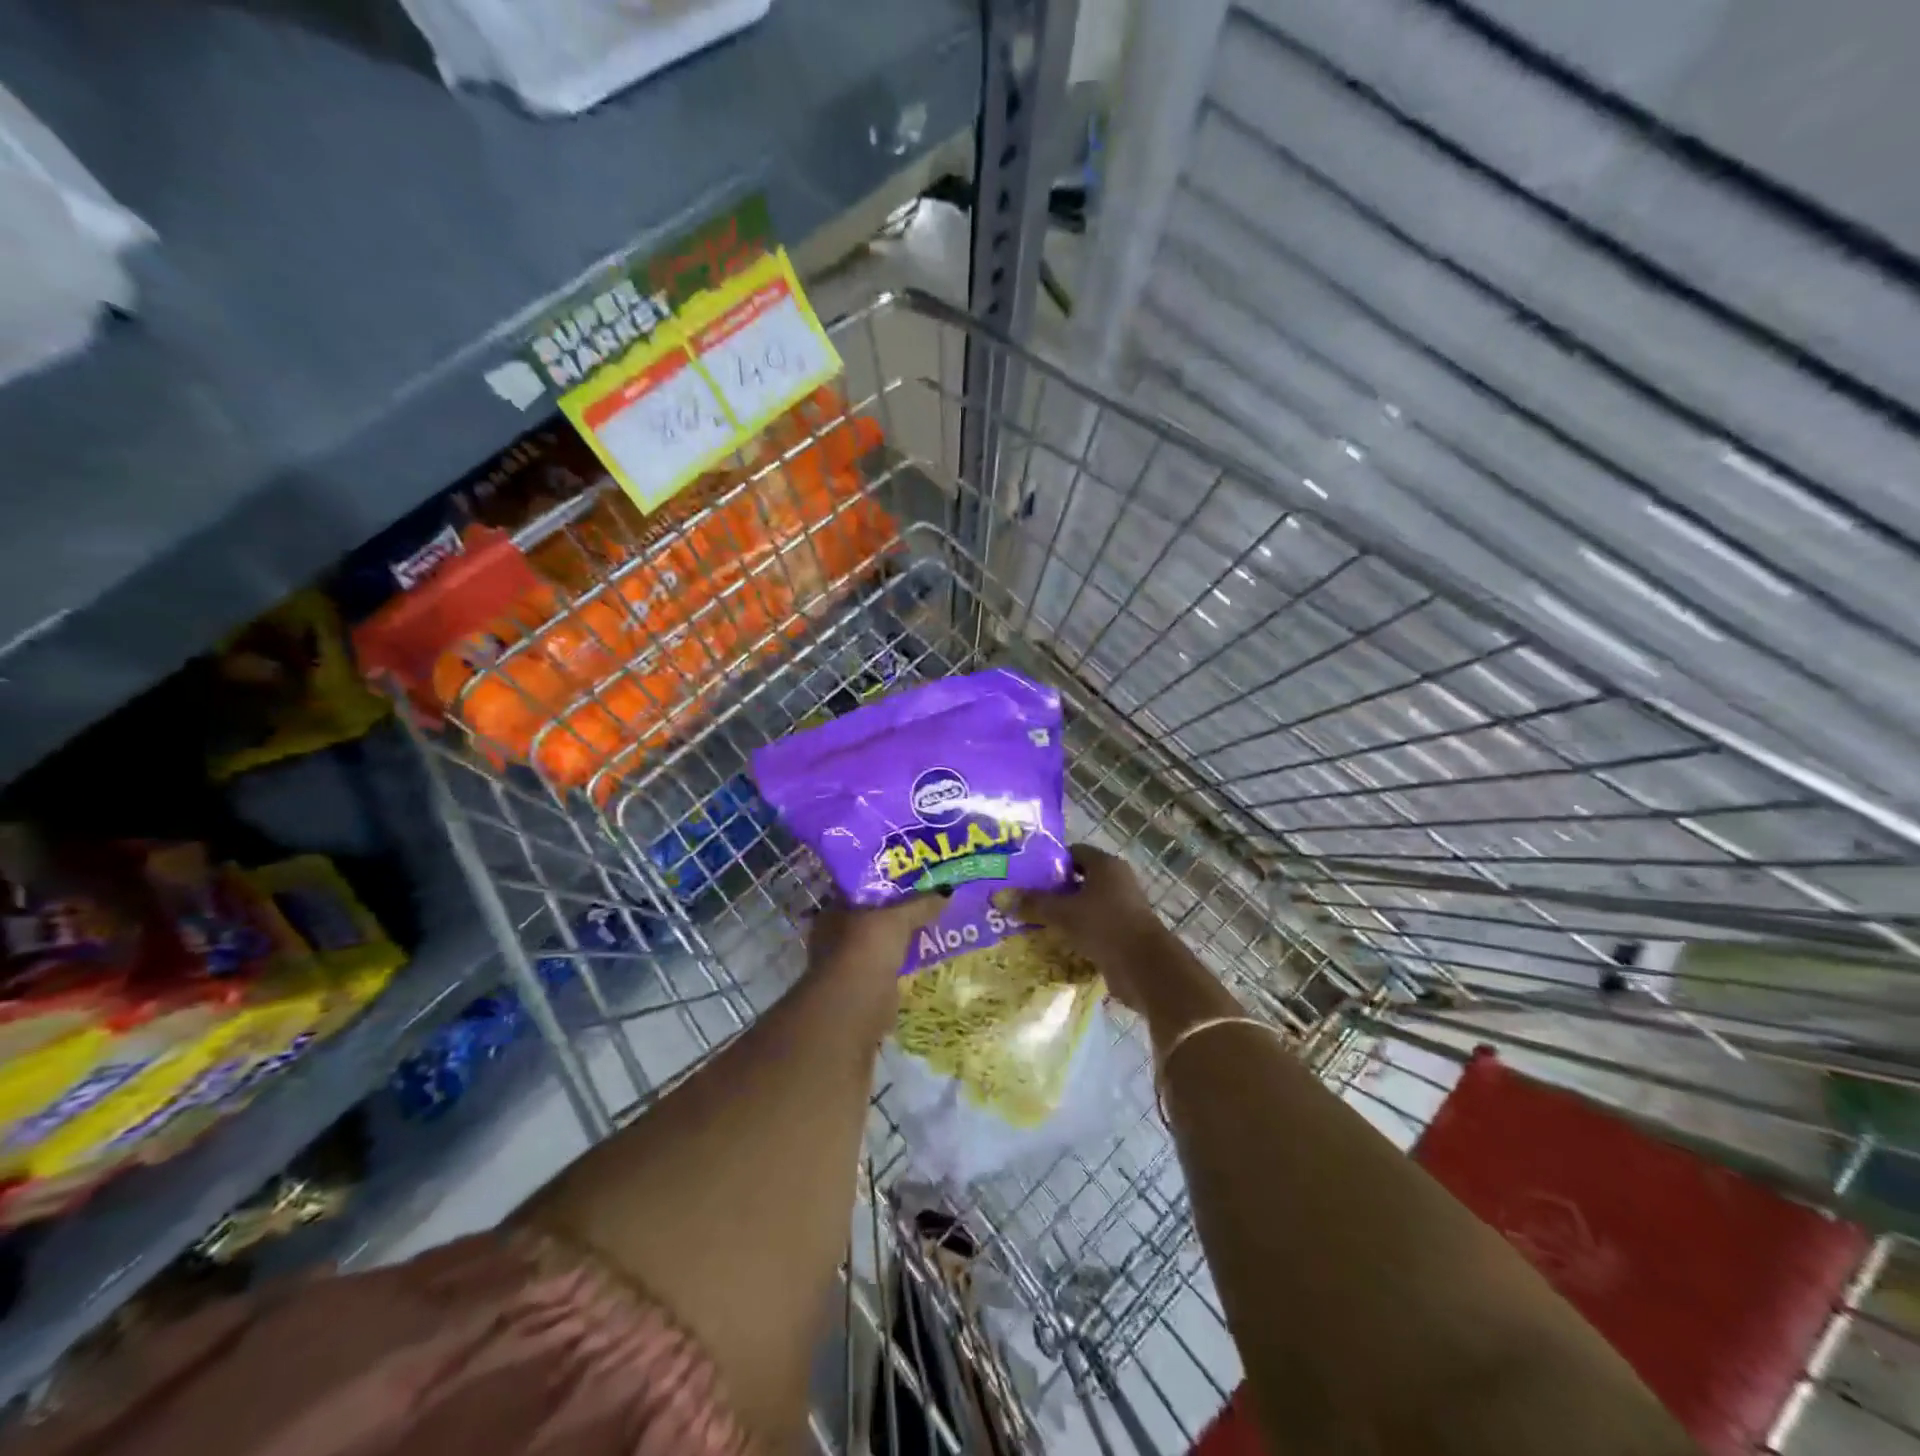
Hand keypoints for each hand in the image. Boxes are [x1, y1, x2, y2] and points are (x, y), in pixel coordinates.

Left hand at [804, 893, 945, 987]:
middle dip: (894, 913)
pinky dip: (901, 960)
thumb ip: (920, 904)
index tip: (910, 880)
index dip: (883, 885)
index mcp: (833, 912)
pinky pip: (887, 964)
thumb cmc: (867, 948)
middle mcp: (834, 936)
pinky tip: (921, 954)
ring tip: (930, 925)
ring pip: (879, 942)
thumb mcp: (898, 919)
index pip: (858, 891)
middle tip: (926, 901)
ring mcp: (847, 963)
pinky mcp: (863, 986)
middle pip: (870, 917)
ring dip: (898, 939)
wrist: (858, 1003)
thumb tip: (947, 891)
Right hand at [1009, 845, 1172, 1015]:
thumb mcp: (1063, 912)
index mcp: (1106, 865)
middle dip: (1053, 890)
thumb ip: (1033, 903)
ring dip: (1064, 914)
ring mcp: (1122, 908)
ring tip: (1032, 922)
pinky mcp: (1123, 934)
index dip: (1050, 861)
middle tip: (1023, 898)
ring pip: (1085, 906)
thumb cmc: (1104, 926)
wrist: (1144, 967)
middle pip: (1078, 879)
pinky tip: (1053, 943)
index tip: (1026, 873)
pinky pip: (1092, 927)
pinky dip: (1075, 933)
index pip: (1074, 852)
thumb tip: (999, 896)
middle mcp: (1117, 881)